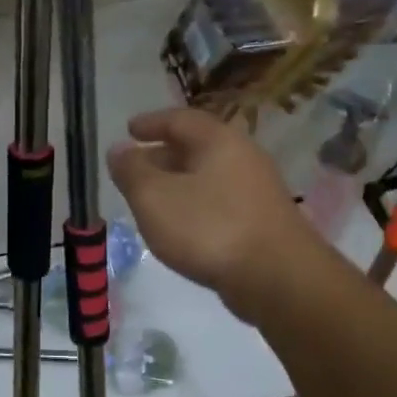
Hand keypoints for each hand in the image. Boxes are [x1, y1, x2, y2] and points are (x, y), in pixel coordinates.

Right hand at [107, 108, 319, 319]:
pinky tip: (181, 226)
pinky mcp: (263, 221)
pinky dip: (195, 204)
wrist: (277, 278)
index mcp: (218, 140)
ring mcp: (257, 190)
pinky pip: (220, 201)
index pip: (179, 118)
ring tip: (151, 200)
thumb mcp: (154, 197)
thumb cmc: (209, 228)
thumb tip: (119, 150)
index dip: (150, 123)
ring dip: (178, 183)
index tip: (128, 130)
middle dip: (162, 155)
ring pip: (208, 176)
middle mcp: (243, 156)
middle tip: (134, 169)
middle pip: (196, 147)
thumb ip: (132, 171)